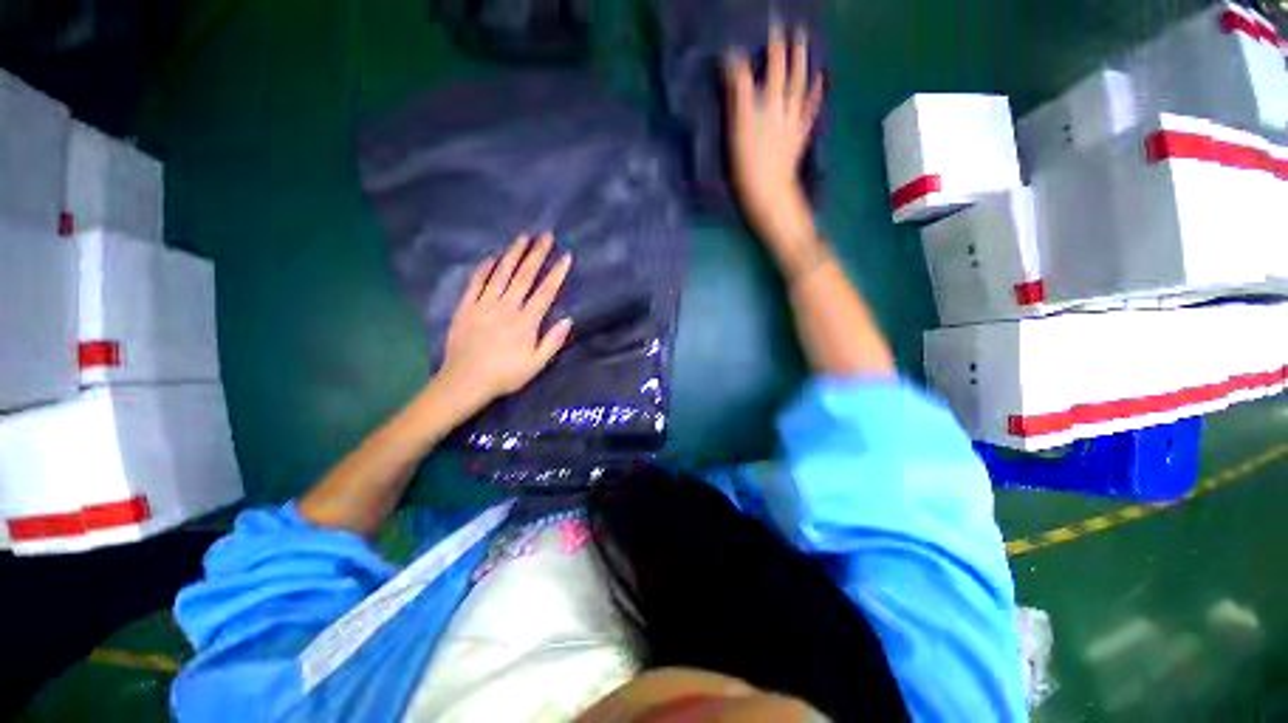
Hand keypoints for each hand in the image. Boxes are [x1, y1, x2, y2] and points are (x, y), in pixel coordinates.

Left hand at [439, 233, 572, 407]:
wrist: (465, 381)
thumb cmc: (505, 375)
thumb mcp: (536, 364)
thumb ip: (553, 341)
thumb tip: (568, 320)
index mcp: (526, 322)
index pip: (545, 292)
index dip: (557, 273)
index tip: (566, 256)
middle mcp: (506, 307)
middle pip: (524, 276)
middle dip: (537, 254)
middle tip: (546, 235)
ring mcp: (484, 305)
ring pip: (501, 274)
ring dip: (513, 254)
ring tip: (523, 237)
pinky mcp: (466, 307)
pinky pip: (476, 283)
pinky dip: (485, 268)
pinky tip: (492, 257)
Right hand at [724, 26, 823, 251]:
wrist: (770, 195)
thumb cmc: (749, 166)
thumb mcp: (737, 129)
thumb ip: (738, 92)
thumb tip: (732, 60)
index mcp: (767, 103)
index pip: (768, 65)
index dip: (768, 45)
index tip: (767, 25)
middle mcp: (784, 105)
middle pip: (788, 71)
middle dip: (788, 48)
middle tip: (789, 29)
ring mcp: (794, 121)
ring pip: (802, 84)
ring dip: (804, 62)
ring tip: (805, 44)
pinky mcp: (799, 136)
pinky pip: (810, 108)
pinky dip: (816, 91)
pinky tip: (820, 80)